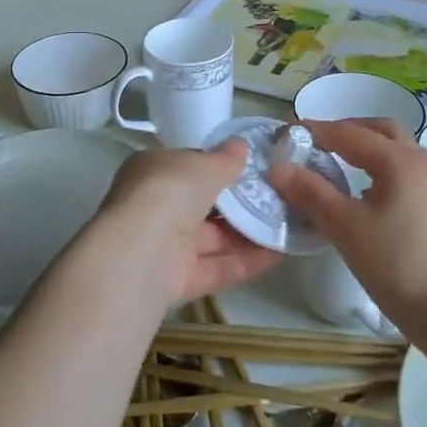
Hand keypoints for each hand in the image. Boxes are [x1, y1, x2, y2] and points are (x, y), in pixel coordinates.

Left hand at [92, 139, 281, 303]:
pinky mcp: (176, 281)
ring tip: (285, 226)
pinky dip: (245, 262)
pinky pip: (215, 268)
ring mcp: (164, 245)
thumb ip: (224, 159)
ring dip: (247, 234)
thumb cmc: (169, 190)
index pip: (188, 166)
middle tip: (276, 198)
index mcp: (153, 170)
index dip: (217, 167)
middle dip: (237, 204)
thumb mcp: (202, 165)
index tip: (251, 169)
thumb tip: (241, 145)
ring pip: (211, 239)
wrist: (140, 252)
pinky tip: (278, 255)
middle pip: (201, 205)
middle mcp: (155, 206)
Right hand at [268, 117, 426, 329]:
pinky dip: (379, 168)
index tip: (286, 134)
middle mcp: (418, 161)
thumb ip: (311, 193)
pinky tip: (363, 194)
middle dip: (346, 130)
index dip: (315, 131)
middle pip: (379, 130)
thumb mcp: (345, 227)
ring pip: (395, 150)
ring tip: (337, 165)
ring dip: (365, 148)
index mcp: (397, 159)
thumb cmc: (397, 265)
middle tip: (317, 143)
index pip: (348, 132)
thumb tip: (277, 167)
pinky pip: (403, 171)